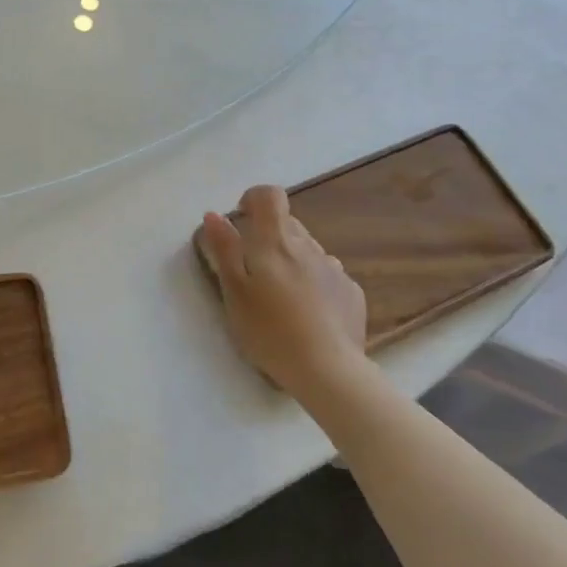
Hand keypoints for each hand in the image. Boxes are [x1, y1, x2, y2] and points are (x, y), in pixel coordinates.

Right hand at [197, 185, 371, 403]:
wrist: (327, 370)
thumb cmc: (269, 330)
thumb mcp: (234, 291)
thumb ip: (224, 249)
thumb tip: (215, 215)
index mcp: (276, 242)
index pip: (270, 196)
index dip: (254, 199)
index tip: (242, 219)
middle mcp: (309, 247)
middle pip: (288, 224)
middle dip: (269, 237)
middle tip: (253, 272)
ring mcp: (334, 269)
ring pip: (308, 251)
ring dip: (292, 262)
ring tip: (281, 298)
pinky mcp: (351, 292)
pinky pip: (327, 276)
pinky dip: (314, 284)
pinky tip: (308, 315)